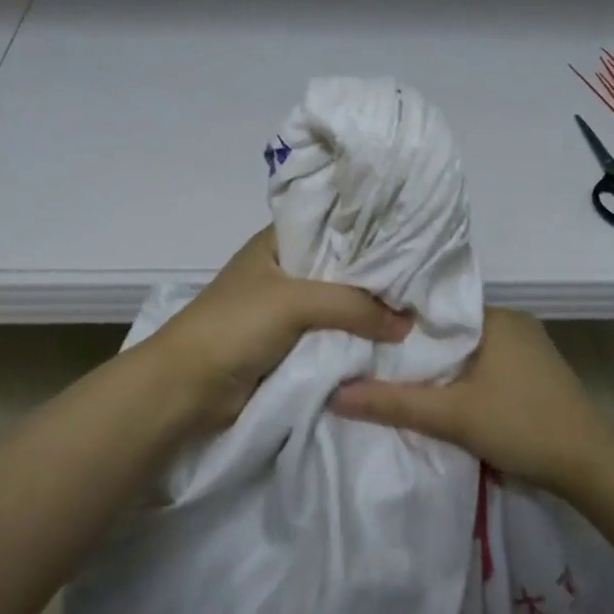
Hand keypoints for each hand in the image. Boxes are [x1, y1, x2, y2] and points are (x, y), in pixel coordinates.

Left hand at [148, 228, 411, 431]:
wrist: (189, 389)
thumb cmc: (235, 326)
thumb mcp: (294, 302)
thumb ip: (353, 305)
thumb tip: (406, 323)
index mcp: (278, 244)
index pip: (331, 225)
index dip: (369, 230)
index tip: (412, 237)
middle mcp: (285, 271)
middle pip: (340, 269)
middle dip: (376, 278)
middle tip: (424, 281)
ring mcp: (287, 310)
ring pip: (339, 307)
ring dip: (369, 315)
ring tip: (420, 311)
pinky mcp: (291, 346)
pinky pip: (332, 338)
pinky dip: (355, 342)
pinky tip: (392, 342)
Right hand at [331, 308, 613, 493]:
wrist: (592, 467)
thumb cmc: (522, 426)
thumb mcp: (452, 416)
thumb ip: (394, 403)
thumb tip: (335, 395)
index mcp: (495, 315)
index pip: (434, 306)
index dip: (399, 320)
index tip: (365, 332)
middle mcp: (511, 321)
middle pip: (449, 329)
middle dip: (417, 345)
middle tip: (372, 357)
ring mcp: (527, 346)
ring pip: (467, 348)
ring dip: (441, 364)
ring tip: (396, 374)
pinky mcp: (534, 371)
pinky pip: (485, 362)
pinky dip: (463, 375)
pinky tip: (442, 391)